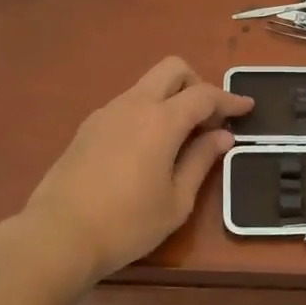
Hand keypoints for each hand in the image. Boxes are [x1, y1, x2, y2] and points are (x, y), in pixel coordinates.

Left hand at [23, 57, 253, 282]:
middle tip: (208, 118)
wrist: (58, 235)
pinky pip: (128, 104)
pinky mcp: (88, 127)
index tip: (247, 108)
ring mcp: (106, 112)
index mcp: (161, 120)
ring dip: (170, 98)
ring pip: (147, 85)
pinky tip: (148, 148)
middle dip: (197, 84)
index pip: (204, 95)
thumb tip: (222, 137)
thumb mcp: (176, 201)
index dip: (229, 100)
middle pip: (172, 69)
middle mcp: (134, 104)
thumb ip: (201, 161)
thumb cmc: (127, 223)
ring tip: (180, 137)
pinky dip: (148, 112)